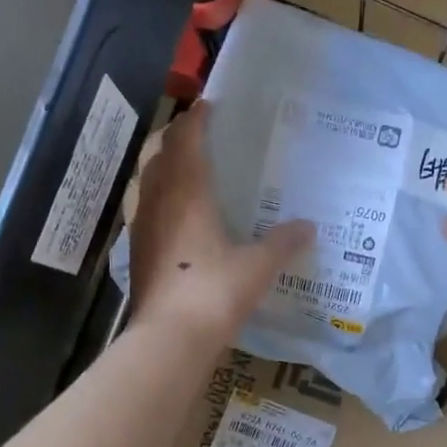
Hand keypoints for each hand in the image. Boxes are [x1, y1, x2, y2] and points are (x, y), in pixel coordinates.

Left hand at [128, 103, 311, 346]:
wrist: (170, 339)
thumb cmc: (215, 292)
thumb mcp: (258, 267)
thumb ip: (283, 243)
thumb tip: (308, 227)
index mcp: (187, 194)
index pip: (186, 140)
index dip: (196, 119)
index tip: (209, 107)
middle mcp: (158, 202)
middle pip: (160, 156)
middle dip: (177, 140)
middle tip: (202, 138)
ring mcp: (142, 228)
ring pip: (148, 183)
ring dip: (165, 169)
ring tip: (190, 173)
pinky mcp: (138, 254)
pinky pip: (147, 212)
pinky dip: (161, 202)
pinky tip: (180, 220)